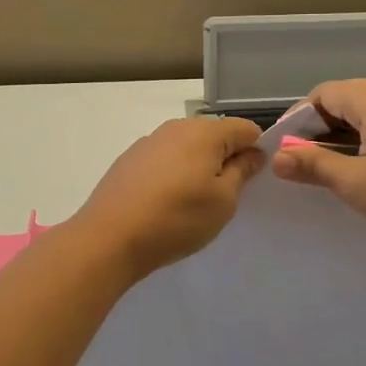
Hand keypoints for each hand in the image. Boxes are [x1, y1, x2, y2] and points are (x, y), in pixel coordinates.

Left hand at [71, 116, 265, 279]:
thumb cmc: (177, 218)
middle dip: (225, 159)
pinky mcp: (129, 160)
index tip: (252, 181)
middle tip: (224, 196)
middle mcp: (176, 127)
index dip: (256, 151)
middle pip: (214, 135)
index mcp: (205, 132)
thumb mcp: (223, 201)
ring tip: (191, 203)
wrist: (109, 238)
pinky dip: (172, 175)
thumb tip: (252, 153)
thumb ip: (241, 171)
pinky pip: (164, 160)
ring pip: (187, 148)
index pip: (246, 129)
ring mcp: (148, 142)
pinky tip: (164, 204)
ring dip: (197, 167)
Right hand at [270, 79, 365, 254]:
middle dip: (329, 124)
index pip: (326, 93)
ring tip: (353, 163)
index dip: (303, 117)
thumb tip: (278, 157)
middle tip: (316, 159)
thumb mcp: (356, 185)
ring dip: (360, 130)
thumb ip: (314, 165)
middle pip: (354, 98)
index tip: (292, 147)